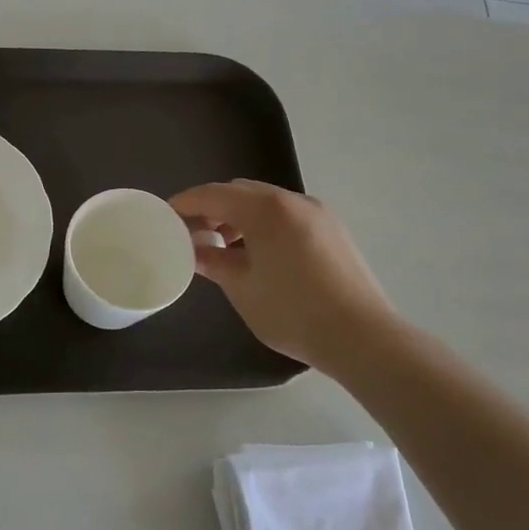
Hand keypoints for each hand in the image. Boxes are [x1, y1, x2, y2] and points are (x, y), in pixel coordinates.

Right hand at [170, 180, 399, 366]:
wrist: (362, 337)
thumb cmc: (293, 311)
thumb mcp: (242, 288)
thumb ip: (213, 261)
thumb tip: (194, 249)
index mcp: (266, 209)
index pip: (214, 194)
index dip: (186, 202)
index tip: (165, 214)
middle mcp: (293, 201)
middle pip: (240, 192)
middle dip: (213, 207)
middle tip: (192, 233)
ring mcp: (317, 214)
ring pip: (266, 202)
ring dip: (239, 216)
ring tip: (224, 247)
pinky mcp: (333, 230)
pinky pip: (287, 215)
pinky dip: (264, 224)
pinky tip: (258, 254)